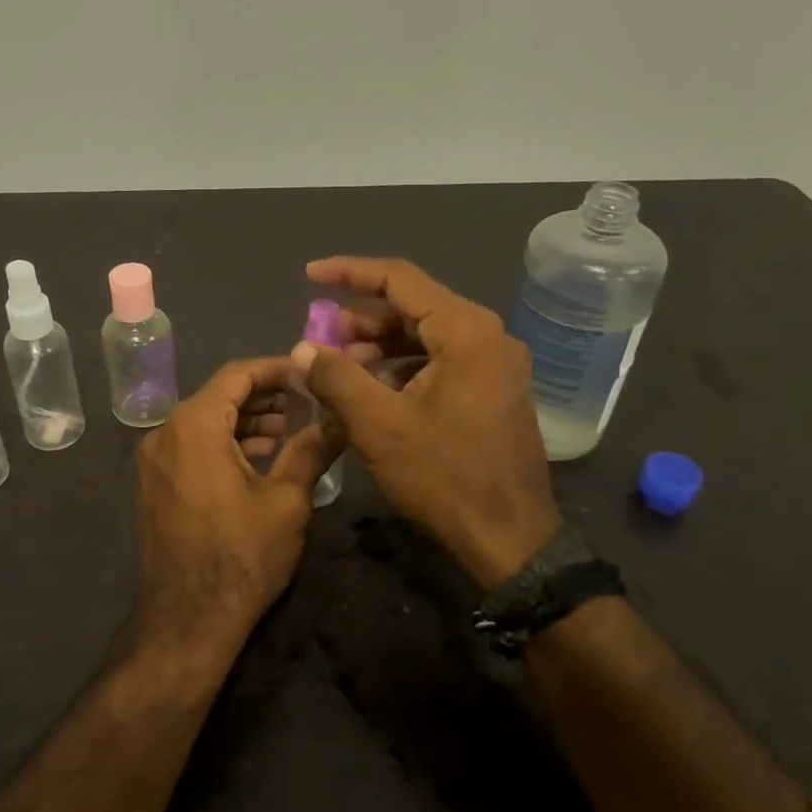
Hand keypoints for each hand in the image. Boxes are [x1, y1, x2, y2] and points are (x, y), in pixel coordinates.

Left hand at [133, 357, 336, 659]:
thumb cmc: (242, 556)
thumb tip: (340, 421)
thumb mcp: (286, 501)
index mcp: (194, 425)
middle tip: (306, 401)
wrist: (188, 620)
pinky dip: (224, 442)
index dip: (276, 369)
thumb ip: (310, 450)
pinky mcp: (154, 485)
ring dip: (245, 420)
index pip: (237, 375)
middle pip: (218, 396)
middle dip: (263, 395)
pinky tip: (257, 456)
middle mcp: (165, 433)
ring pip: (204, 422)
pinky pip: (191, 446)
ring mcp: (153, 461)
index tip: (309, 374)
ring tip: (288, 429)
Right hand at [291, 257, 561, 590]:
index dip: (349, 273)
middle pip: (414, 307)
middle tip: (322, 339)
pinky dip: (403, 367)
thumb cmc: (444, 476)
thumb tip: (302, 348)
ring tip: (341, 367)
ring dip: (380, 345)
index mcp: (467, 331)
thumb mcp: (378, 424)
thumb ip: (336, 377)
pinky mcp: (493, 391)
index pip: (400, 280)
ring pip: (426, 336)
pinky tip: (374, 391)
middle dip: (362, 319)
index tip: (310, 275)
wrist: (509, 539)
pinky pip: (441, 362)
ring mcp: (495, 365)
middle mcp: (488, 337)